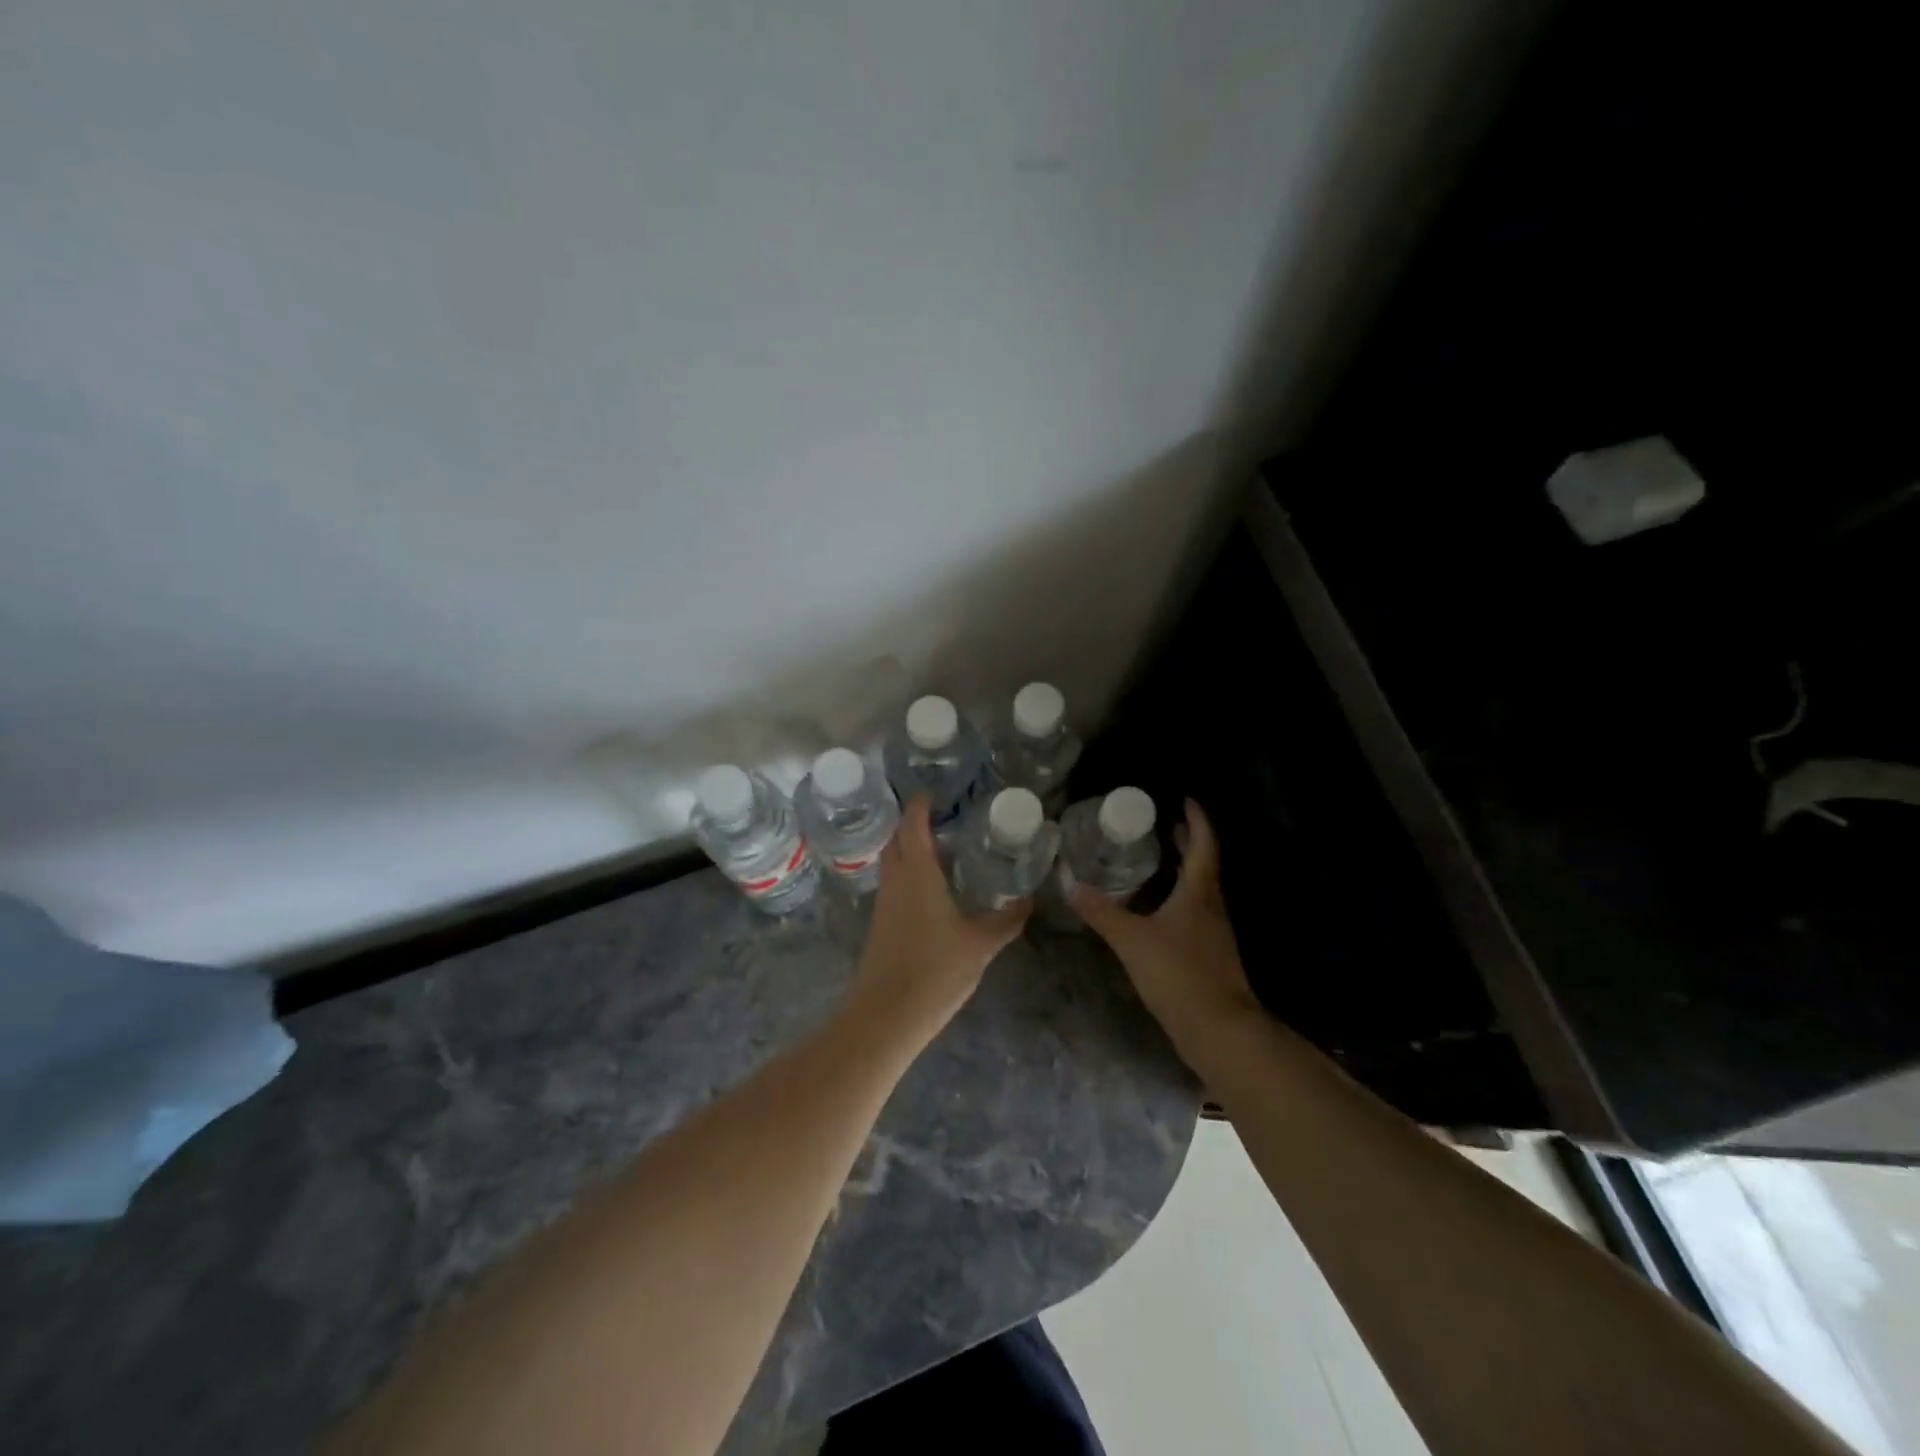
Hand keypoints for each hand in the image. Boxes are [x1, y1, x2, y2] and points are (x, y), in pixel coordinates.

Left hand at [848, 796, 1028, 1045]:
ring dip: (909, 849)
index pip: (912, 824)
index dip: (921, 805)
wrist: (885, 1016)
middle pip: (896, 839)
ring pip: (892, 862)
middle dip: (913, 824)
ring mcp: (883, 903)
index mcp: (917, 872)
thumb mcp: (980, 945)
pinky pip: (893, 884)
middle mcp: (895, 880)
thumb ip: (1006, 921)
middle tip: (944, 819)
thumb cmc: (934, 971)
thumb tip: (1028, 901)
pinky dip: (908, 874)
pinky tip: (931, 890)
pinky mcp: (880, 924)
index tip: (936, 793)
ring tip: (941, 850)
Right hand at [1072, 798, 1261, 1053]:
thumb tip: (1071, 885)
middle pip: (1203, 866)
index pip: (1203, 845)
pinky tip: (1157, 911)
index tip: (1185, 800)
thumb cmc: (1179, 974)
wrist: (1220, 1030)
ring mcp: (1213, 934)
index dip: (1196, 820)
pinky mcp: (1209, 957)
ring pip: (1199, 891)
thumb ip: (1102, 912)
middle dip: (1187, 843)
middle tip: (1167, 825)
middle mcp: (1211, 908)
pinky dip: (1178, 900)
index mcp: (1199, 893)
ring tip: (1159, 861)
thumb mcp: (1133, 940)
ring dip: (1183, 871)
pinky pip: (1194, 914)